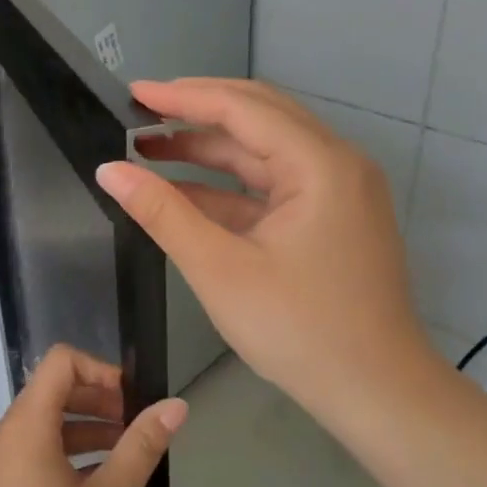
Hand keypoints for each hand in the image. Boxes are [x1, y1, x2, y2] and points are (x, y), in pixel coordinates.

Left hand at [0, 346, 186, 486]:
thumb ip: (141, 447)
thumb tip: (175, 405)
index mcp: (25, 428)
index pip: (60, 363)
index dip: (101, 370)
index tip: (133, 402)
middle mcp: (4, 438)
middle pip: (52, 392)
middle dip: (98, 401)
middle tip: (136, 429)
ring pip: (44, 426)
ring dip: (86, 429)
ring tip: (126, 457)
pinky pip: (33, 454)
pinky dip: (66, 454)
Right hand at [96, 78, 441, 426]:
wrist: (376, 393)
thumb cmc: (299, 330)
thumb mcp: (220, 269)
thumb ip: (163, 213)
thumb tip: (109, 170)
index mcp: (320, 164)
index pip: (242, 108)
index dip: (182, 97)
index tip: (132, 93)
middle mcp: (336, 163)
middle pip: (259, 115)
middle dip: (197, 111)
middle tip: (140, 112)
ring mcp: (338, 191)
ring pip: (265, 150)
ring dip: (210, 148)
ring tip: (150, 147)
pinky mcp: (332, 217)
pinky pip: (274, 184)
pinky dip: (230, 185)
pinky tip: (184, 191)